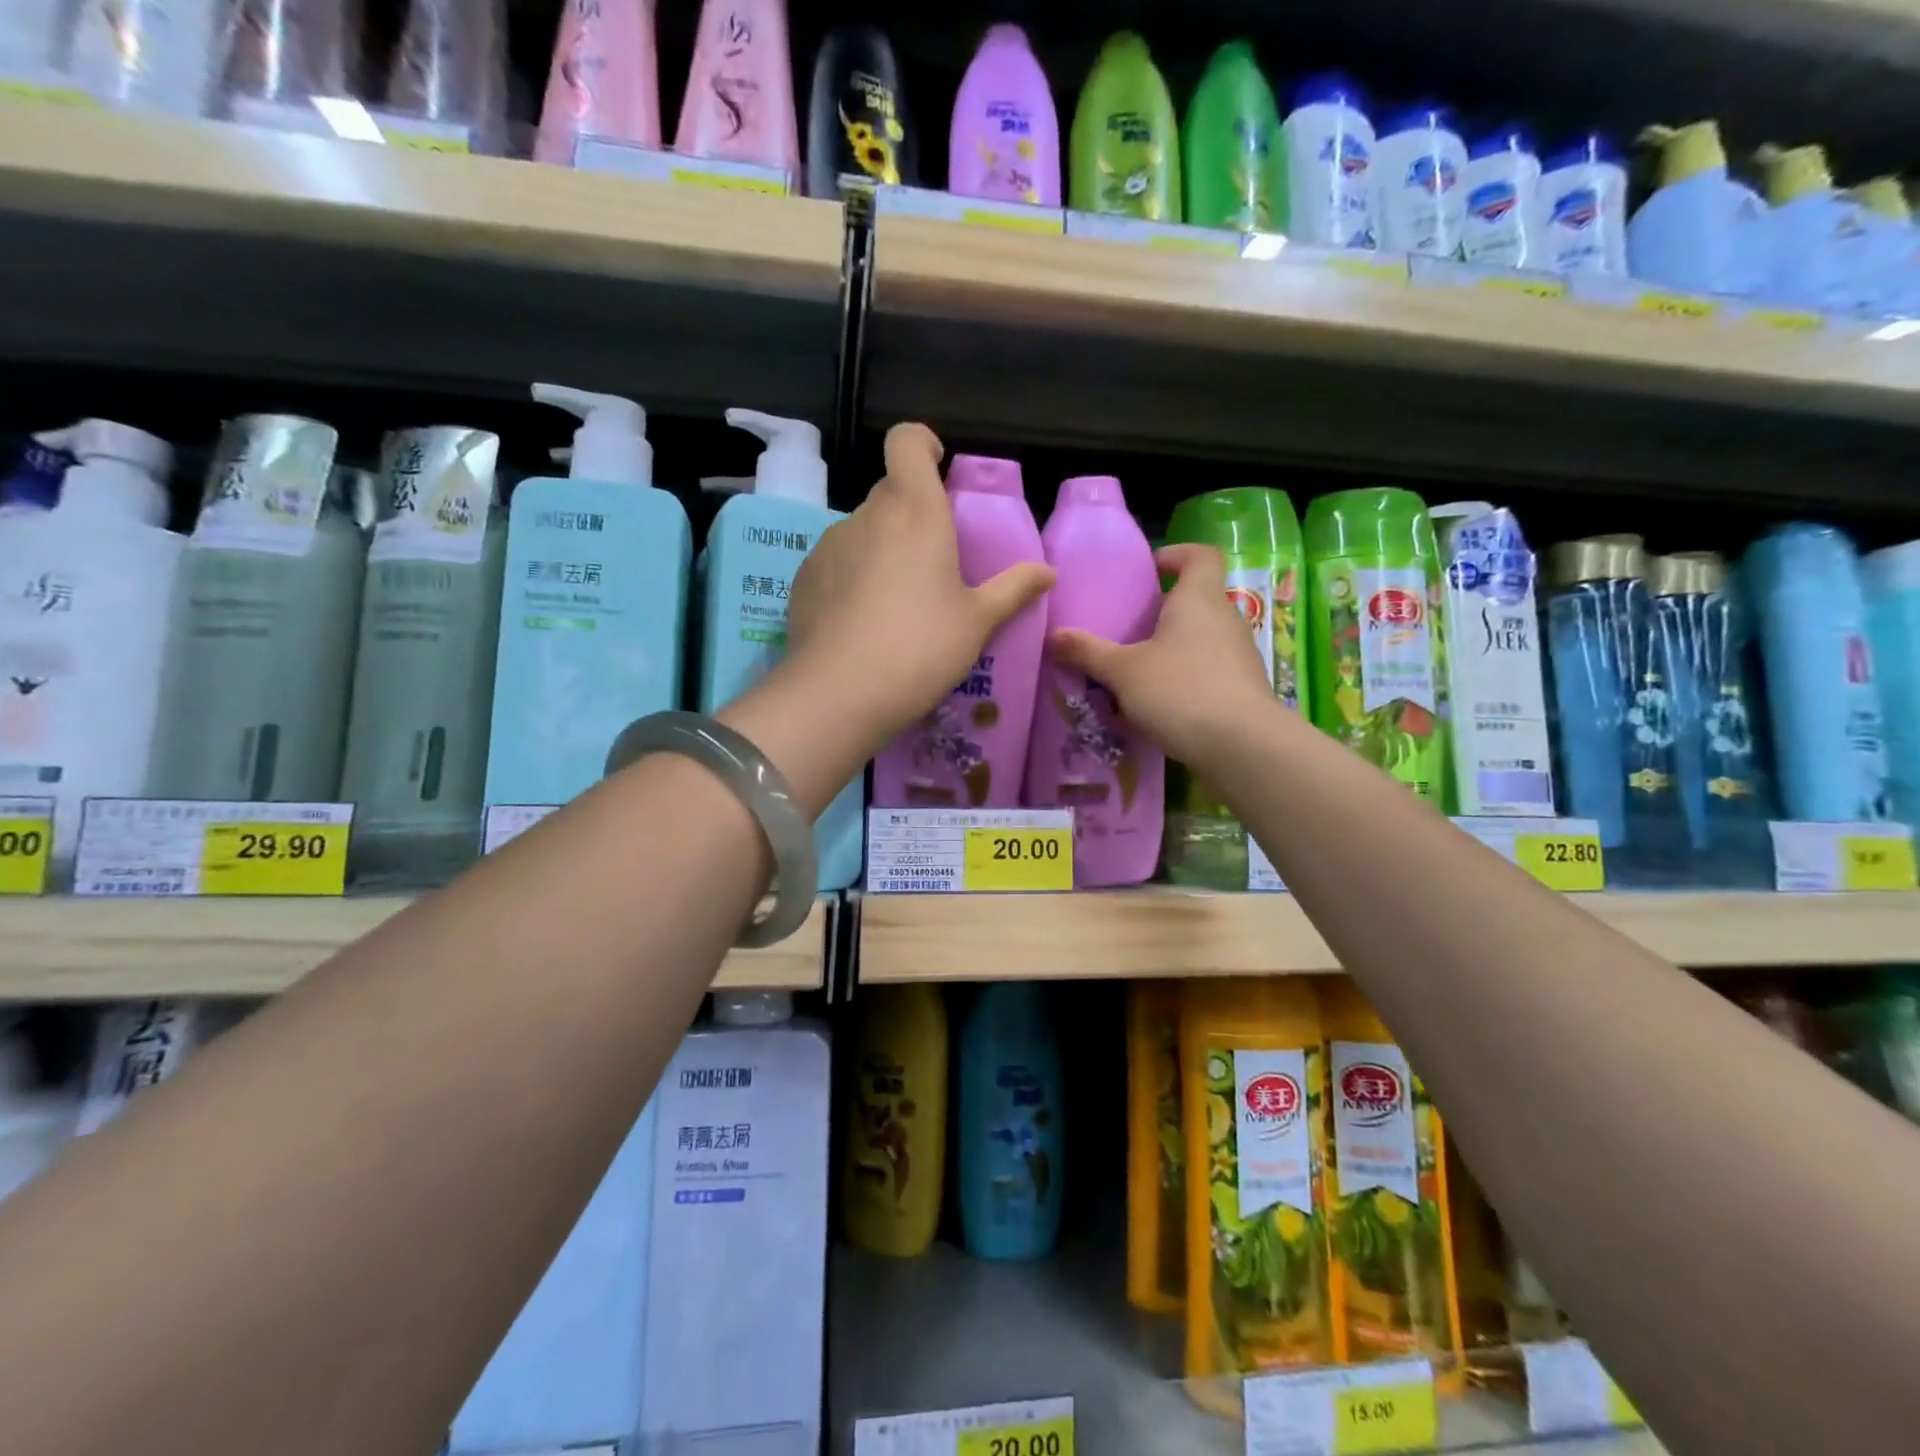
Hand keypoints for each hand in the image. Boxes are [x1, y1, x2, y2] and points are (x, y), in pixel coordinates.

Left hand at [784, 423, 1053, 751]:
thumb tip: (1047, 572)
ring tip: (899, 603)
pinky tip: (864, 623)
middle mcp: (867, 515)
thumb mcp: (977, 622)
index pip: (907, 440)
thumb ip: (1013, 589)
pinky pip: (837, 562)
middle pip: (890, 491)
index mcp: (915, 510)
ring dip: (884, 549)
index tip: (939, 471)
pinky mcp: (804, 578)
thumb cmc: (921, 648)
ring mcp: (828, 545)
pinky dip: (853, 577)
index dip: (923, 444)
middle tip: (936, 562)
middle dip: (914, 513)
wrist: (840, 694)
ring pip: (863, 530)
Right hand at [1049, 543, 1274, 765]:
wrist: (1242, 745)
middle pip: (1198, 599)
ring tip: (1140, 670)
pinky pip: (1210, 669)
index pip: (1200, 555)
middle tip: (1130, 628)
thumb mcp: (1123, 672)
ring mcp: (1240, 654)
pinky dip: (1187, 676)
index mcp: (1198, 599)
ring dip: (1174, 647)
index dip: (1176, 555)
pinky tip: (1162, 703)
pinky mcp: (1243, 687)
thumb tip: (1052, 636)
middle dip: (1165, 610)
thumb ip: (1087, 652)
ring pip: (1203, 637)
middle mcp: (1225, 618)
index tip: (1150, 570)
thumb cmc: (1180, 691)